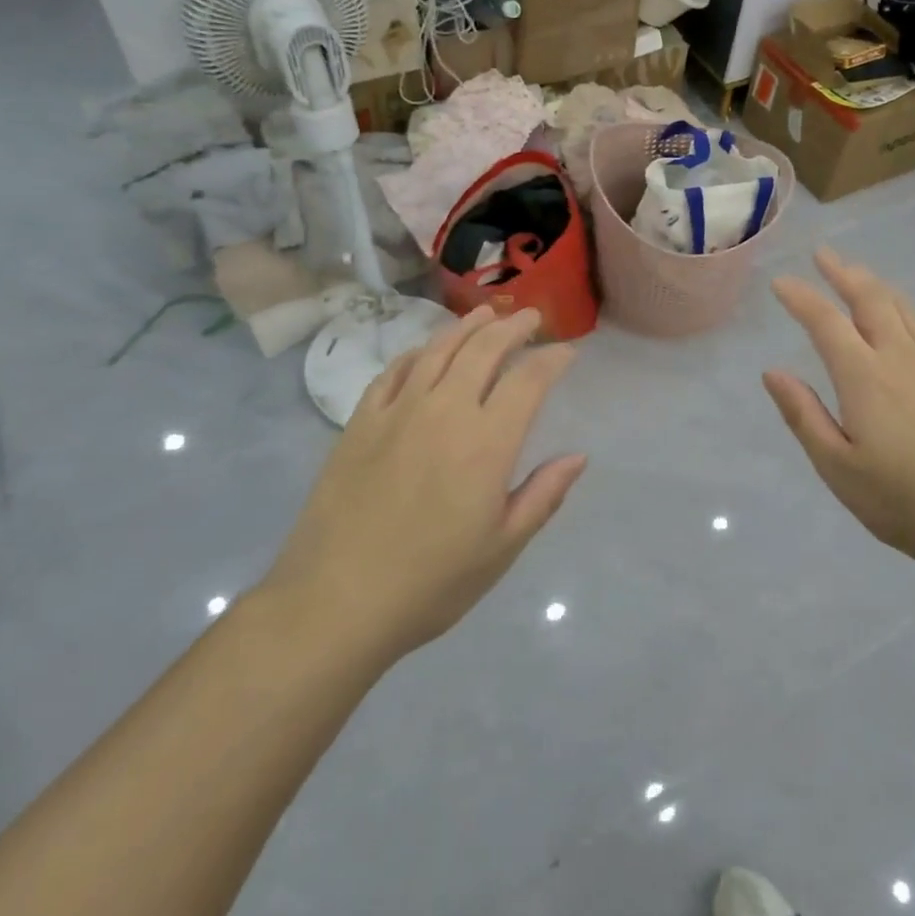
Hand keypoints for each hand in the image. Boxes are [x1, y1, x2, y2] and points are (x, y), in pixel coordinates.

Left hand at [265, 306, 587, 665]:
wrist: (336, 601)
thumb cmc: (432, 582)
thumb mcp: (503, 548)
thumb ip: (543, 495)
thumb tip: (578, 456)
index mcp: (486, 442)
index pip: (529, 380)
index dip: (553, 359)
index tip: (568, 352)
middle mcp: (444, 411)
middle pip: (484, 350)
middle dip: (514, 328)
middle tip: (532, 318)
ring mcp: (397, 411)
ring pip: (439, 350)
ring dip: (469, 326)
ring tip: (488, 314)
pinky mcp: (360, 422)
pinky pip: (394, 371)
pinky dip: (419, 352)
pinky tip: (428, 350)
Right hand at [764, 249, 914, 576]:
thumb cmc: (899, 499)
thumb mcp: (836, 465)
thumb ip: (803, 414)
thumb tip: (772, 371)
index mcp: (864, 376)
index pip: (825, 321)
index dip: (801, 297)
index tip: (781, 282)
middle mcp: (901, 357)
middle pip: (871, 299)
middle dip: (844, 272)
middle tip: (824, 254)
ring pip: (904, 308)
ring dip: (876, 285)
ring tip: (858, 275)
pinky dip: (906, 315)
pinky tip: (904, 325)